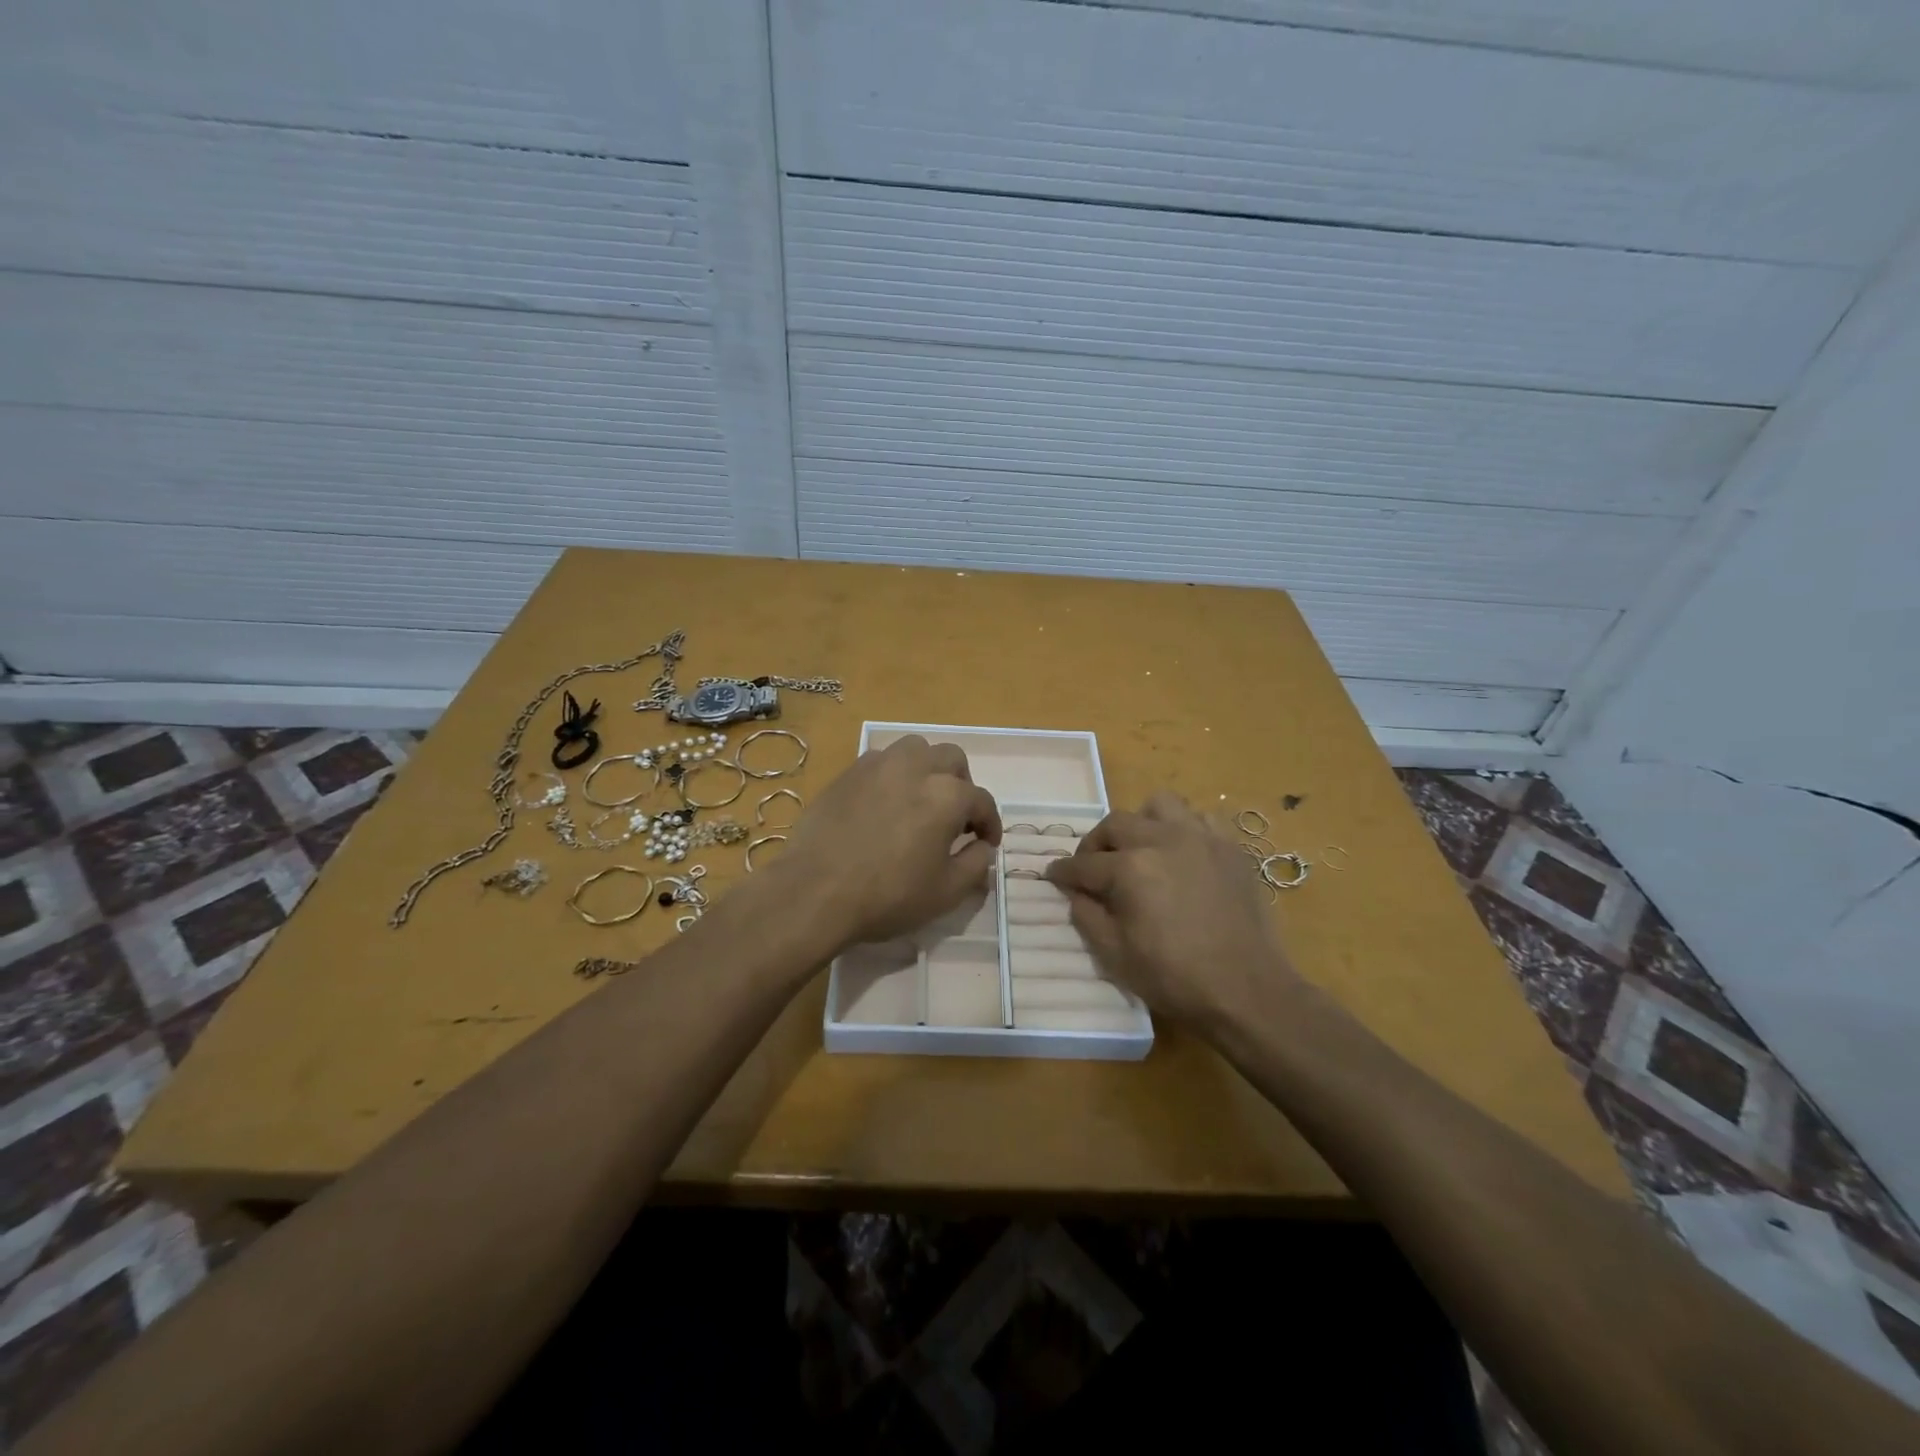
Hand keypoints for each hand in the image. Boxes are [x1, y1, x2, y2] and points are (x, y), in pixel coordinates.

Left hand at [780, 735, 1001, 947]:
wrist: (815, 891)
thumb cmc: (888, 896)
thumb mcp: (946, 892)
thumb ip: (975, 864)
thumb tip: (982, 847)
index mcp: (947, 795)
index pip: (982, 801)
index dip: (990, 823)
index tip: (987, 843)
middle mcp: (916, 767)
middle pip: (952, 760)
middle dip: (962, 785)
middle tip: (956, 818)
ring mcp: (878, 765)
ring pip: (915, 749)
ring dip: (927, 769)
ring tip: (921, 799)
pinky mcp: (847, 773)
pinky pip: (881, 761)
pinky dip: (894, 775)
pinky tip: (886, 803)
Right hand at [1044, 791, 1302, 1033]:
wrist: (1247, 991)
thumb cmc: (1174, 978)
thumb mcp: (1115, 955)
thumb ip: (1087, 916)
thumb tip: (1076, 892)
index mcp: (1130, 868)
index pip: (1083, 864)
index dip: (1063, 872)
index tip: (1052, 875)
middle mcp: (1162, 840)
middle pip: (1115, 824)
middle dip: (1095, 844)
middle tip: (1092, 868)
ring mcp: (1200, 839)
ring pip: (1159, 806)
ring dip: (1141, 823)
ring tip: (1141, 850)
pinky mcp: (1230, 848)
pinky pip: (1201, 819)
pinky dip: (1185, 829)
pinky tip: (1182, 854)